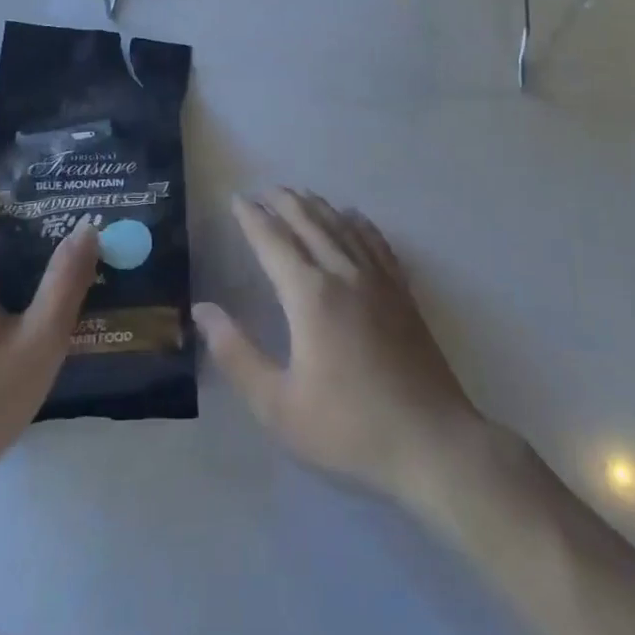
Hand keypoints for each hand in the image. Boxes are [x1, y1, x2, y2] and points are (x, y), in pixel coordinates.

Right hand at [193, 189, 491, 511]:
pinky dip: (358, 222)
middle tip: (263, 190)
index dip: (252, 218)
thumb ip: (236, 355)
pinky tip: (352, 216)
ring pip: (342, 226)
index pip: (273, 241)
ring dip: (316, 206)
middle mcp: (343, 273)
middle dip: (283, 202)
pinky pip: (376, 241)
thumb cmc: (348, 427)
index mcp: (310, 295)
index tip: (236, 200)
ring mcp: (378, 279)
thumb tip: (202, 311)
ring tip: (299, 195)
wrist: (432, 443)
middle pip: (308, 222)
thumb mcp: (278, 405)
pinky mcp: (402, 292)